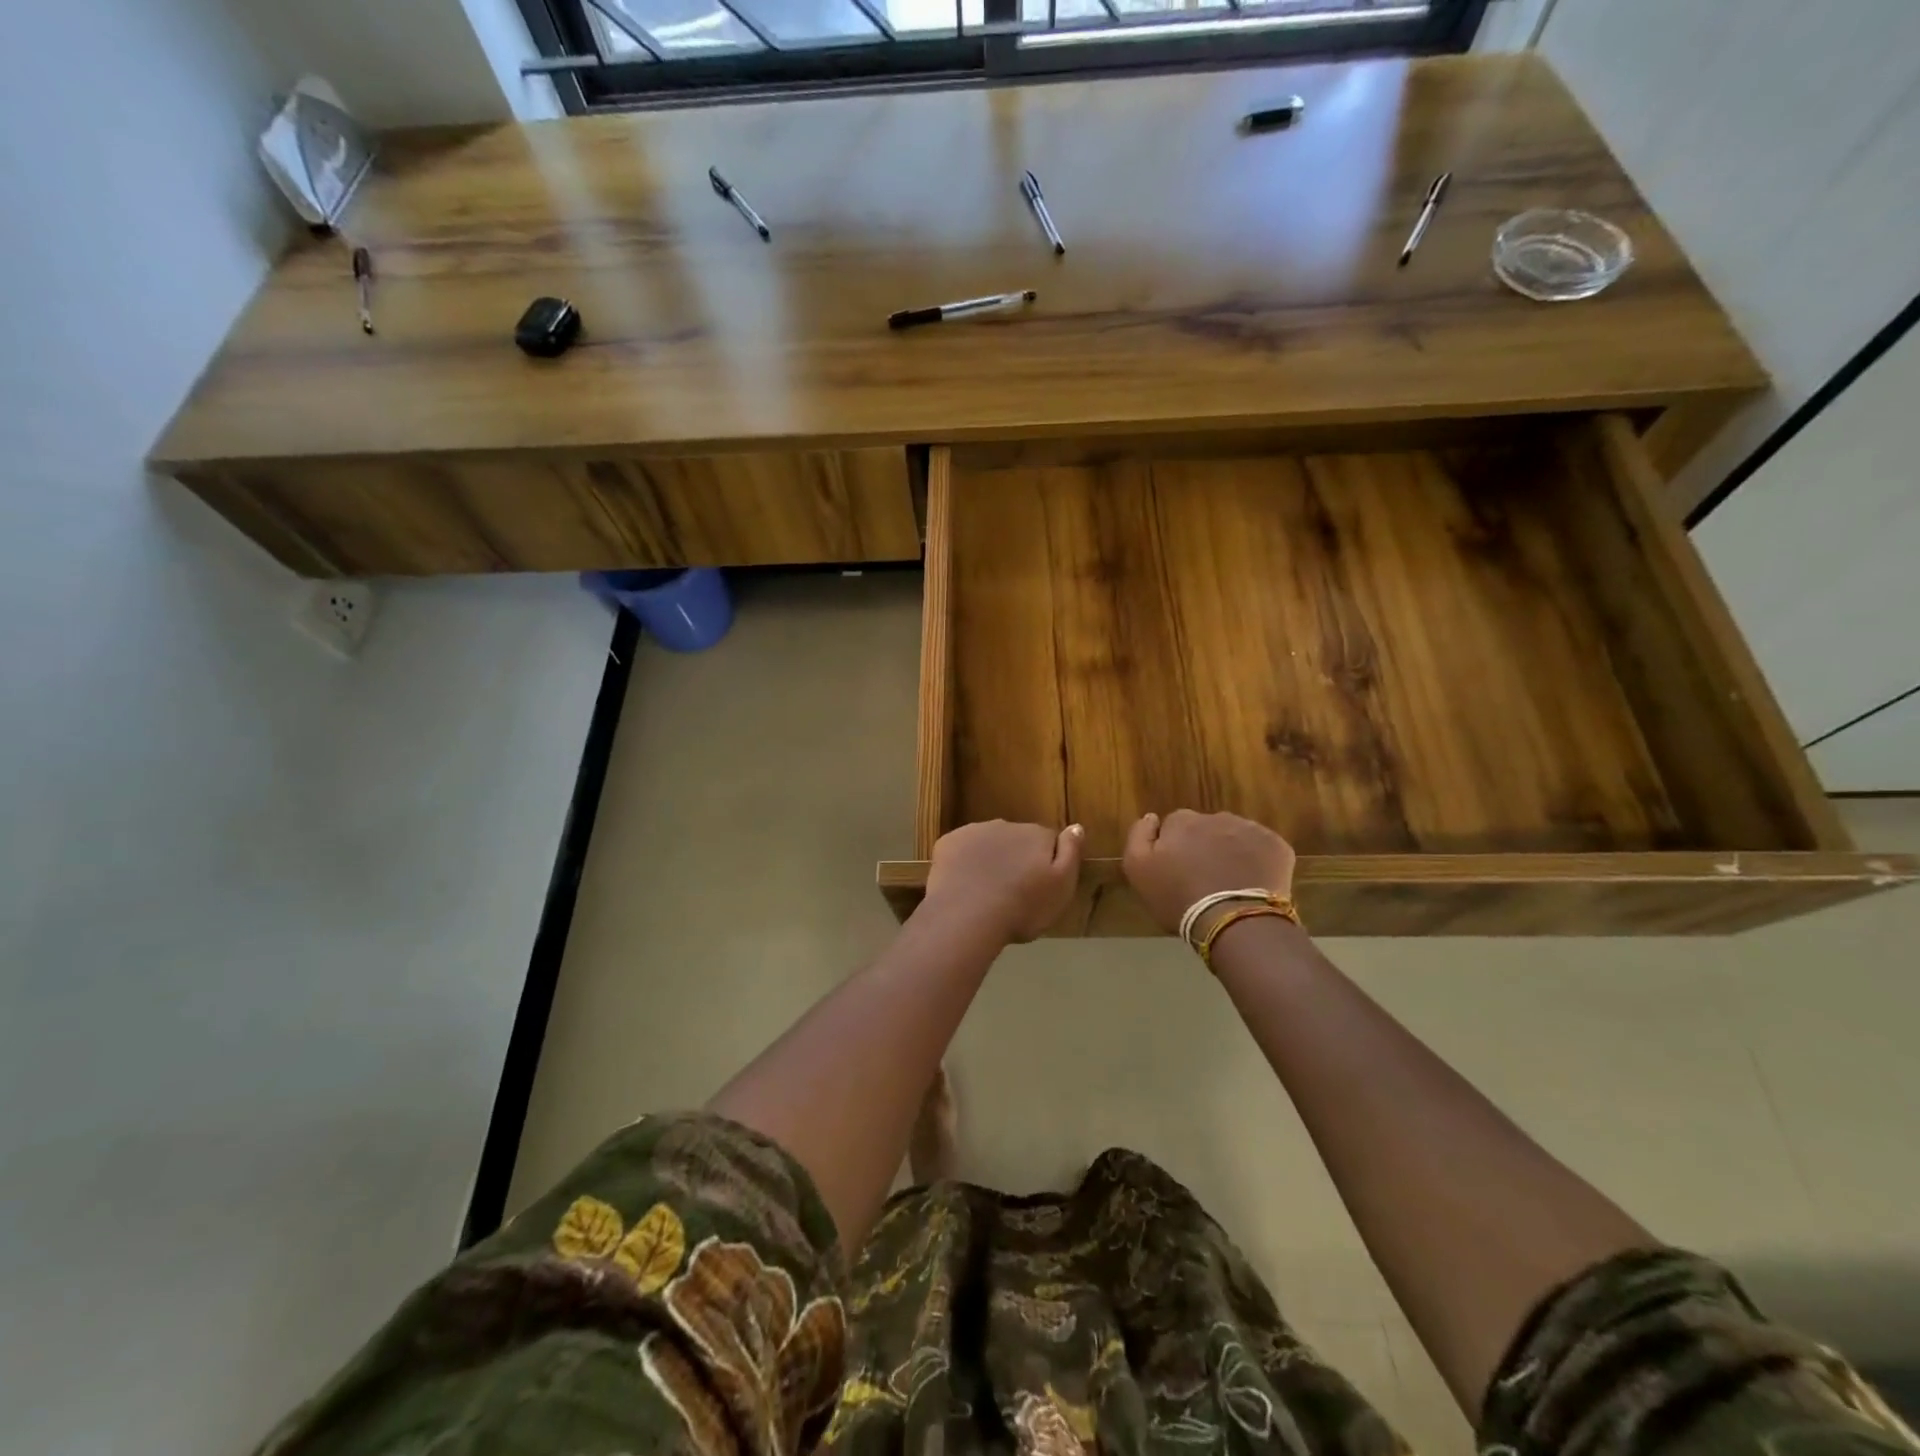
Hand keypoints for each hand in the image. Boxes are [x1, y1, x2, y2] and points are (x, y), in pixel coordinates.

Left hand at [924, 820, 1083, 942]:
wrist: (968, 915)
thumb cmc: (1023, 907)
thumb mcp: (1062, 886)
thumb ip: (1071, 853)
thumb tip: (1076, 826)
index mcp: (1036, 835)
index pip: (1048, 841)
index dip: (1046, 863)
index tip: (1040, 886)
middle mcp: (1005, 825)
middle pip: (1016, 840)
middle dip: (1016, 859)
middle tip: (1013, 892)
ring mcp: (973, 831)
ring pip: (987, 843)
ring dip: (990, 859)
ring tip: (986, 892)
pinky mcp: (947, 843)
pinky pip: (961, 850)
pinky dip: (963, 862)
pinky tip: (963, 886)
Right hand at [1123, 810, 1296, 937]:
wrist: (1234, 920)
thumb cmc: (1179, 898)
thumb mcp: (1138, 870)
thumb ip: (1138, 835)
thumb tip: (1152, 817)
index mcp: (1182, 822)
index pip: (1174, 824)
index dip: (1174, 846)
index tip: (1177, 870)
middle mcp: (1216, 817)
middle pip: (1206, 828)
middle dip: (1204, 846)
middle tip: (1204, 879)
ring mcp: (1250, 830)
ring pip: (1235, 836)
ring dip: (1231, 851)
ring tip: (1230, 883)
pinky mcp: (1277, 846)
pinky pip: (1263, 848)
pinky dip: (1258, 860)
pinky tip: (1253, 883)